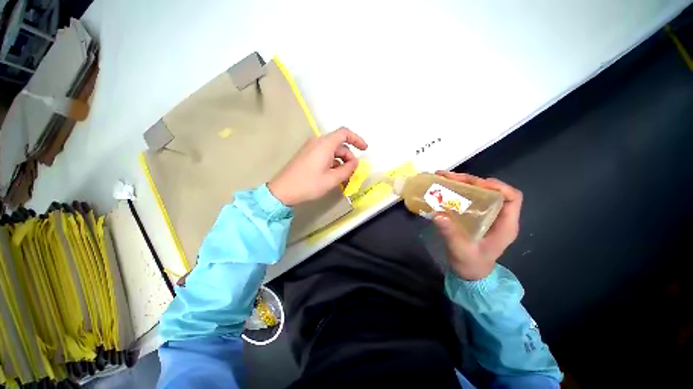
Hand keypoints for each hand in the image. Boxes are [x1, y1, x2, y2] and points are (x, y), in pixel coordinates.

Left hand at [268, 127, 367, 205]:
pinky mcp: (306, 155)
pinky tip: (333, 176)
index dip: (357, 139)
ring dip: (341, 163)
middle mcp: (317, 142)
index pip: (344, 133)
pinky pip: (324, 155)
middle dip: (349, 158)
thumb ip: (348, 169)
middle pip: (339, 145)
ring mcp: (311, 148)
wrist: (282, 190)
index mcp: (325, 144)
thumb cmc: (309, 184)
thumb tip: (355, 162)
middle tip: (352, 173)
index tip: (365, 149)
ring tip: (343, 179)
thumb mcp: (332, 179)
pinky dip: (332, 164)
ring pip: (332, 152)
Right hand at [433, 171, 522, 279]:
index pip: (513, 198)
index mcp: (505, 226)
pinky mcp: (476, 216)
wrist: (469, 275)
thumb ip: (451, 233)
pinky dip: (458, 191)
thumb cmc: (471, 265)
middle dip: (472, 181)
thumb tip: (438, 214)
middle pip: (492, 191)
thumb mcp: (461, 250)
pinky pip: (470, 199)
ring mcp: (487, 216)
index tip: (475, 184)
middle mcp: (499, 217)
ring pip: (480, 192)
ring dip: (463, 184)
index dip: (498, 186)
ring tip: (444, 178)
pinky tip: (444, 189)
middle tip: (450, 178)